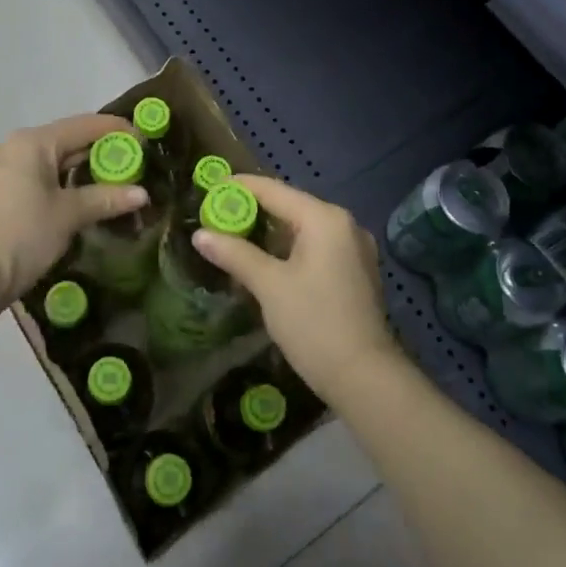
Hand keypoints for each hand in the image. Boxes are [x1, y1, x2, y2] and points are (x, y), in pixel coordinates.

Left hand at [0, 113, 146, 318]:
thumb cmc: (24, 236)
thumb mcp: (69, 215)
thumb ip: (106, 199)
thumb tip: (142, 194)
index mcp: (32, 142)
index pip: (84, 125)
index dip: (116, 131)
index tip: (143, 141)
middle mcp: (12, 146)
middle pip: (65, 139)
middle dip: (99, 151)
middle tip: (131, 165)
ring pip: (48, 158)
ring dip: (78, 167)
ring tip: (109, 180)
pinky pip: (33, 173)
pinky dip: (57, 179)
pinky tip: (76, 194)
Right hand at [191, 175, 403, 401]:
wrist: (365, 378)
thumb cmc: (314, 324)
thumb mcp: (269, 286)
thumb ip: (234, 254)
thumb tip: (200, 234)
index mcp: (325, 219)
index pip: (274, 190)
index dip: (239, 188)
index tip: (209, 188)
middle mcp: (344, 225)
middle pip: (290, 206)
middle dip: (253, 211)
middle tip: (216, 216)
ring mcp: (355, 249)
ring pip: (303, 229)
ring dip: (270, 233)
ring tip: (234, 238)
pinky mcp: (356, 272)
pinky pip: (316, 247)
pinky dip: (290, 249)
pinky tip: (267, 262)